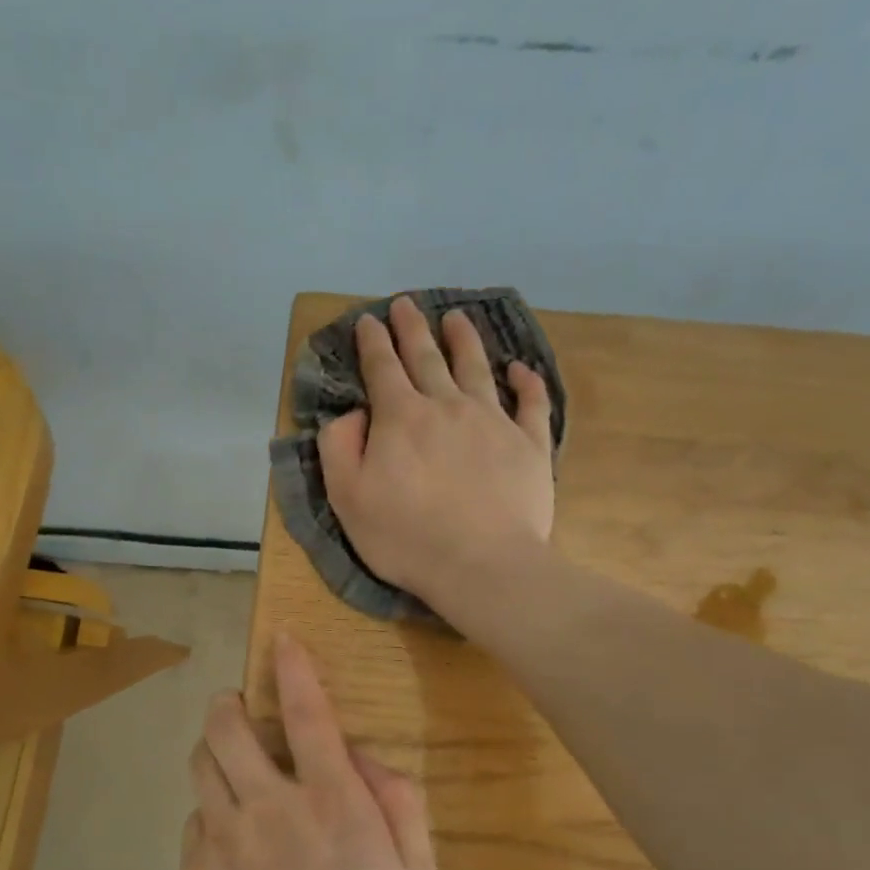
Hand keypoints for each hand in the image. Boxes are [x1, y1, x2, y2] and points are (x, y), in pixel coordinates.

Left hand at [183, 632, 436, 869]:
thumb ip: (400, 807)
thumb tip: (368, 762)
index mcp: (329, 801)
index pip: (308, 713)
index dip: (294, 668)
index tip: (282, 639)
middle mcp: (269, 804)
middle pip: (227, 726)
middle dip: (228, 704)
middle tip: (238, 709)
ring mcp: (224, 837)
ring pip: (200, 765)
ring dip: (212, 750)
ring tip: (228, 764)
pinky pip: (192, 820)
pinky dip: (207, 813)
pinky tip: (225, 837)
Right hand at [318, 295, 555, 625]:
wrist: (482, 565)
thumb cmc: (406, 537)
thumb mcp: (348, 498)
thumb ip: (338, 448)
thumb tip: (350, 414)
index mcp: (401, 418)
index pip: (382, 368)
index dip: (373, 342)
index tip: (369, 320)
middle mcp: (447, 406)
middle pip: (427, 358)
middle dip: (412, 328)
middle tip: (406, 304)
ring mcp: (493, 422)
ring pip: (477, 369)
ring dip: (464, 340)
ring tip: (457, 318)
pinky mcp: (529, 445)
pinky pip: (530, 403)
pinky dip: (526, 382)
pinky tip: (521, 368)